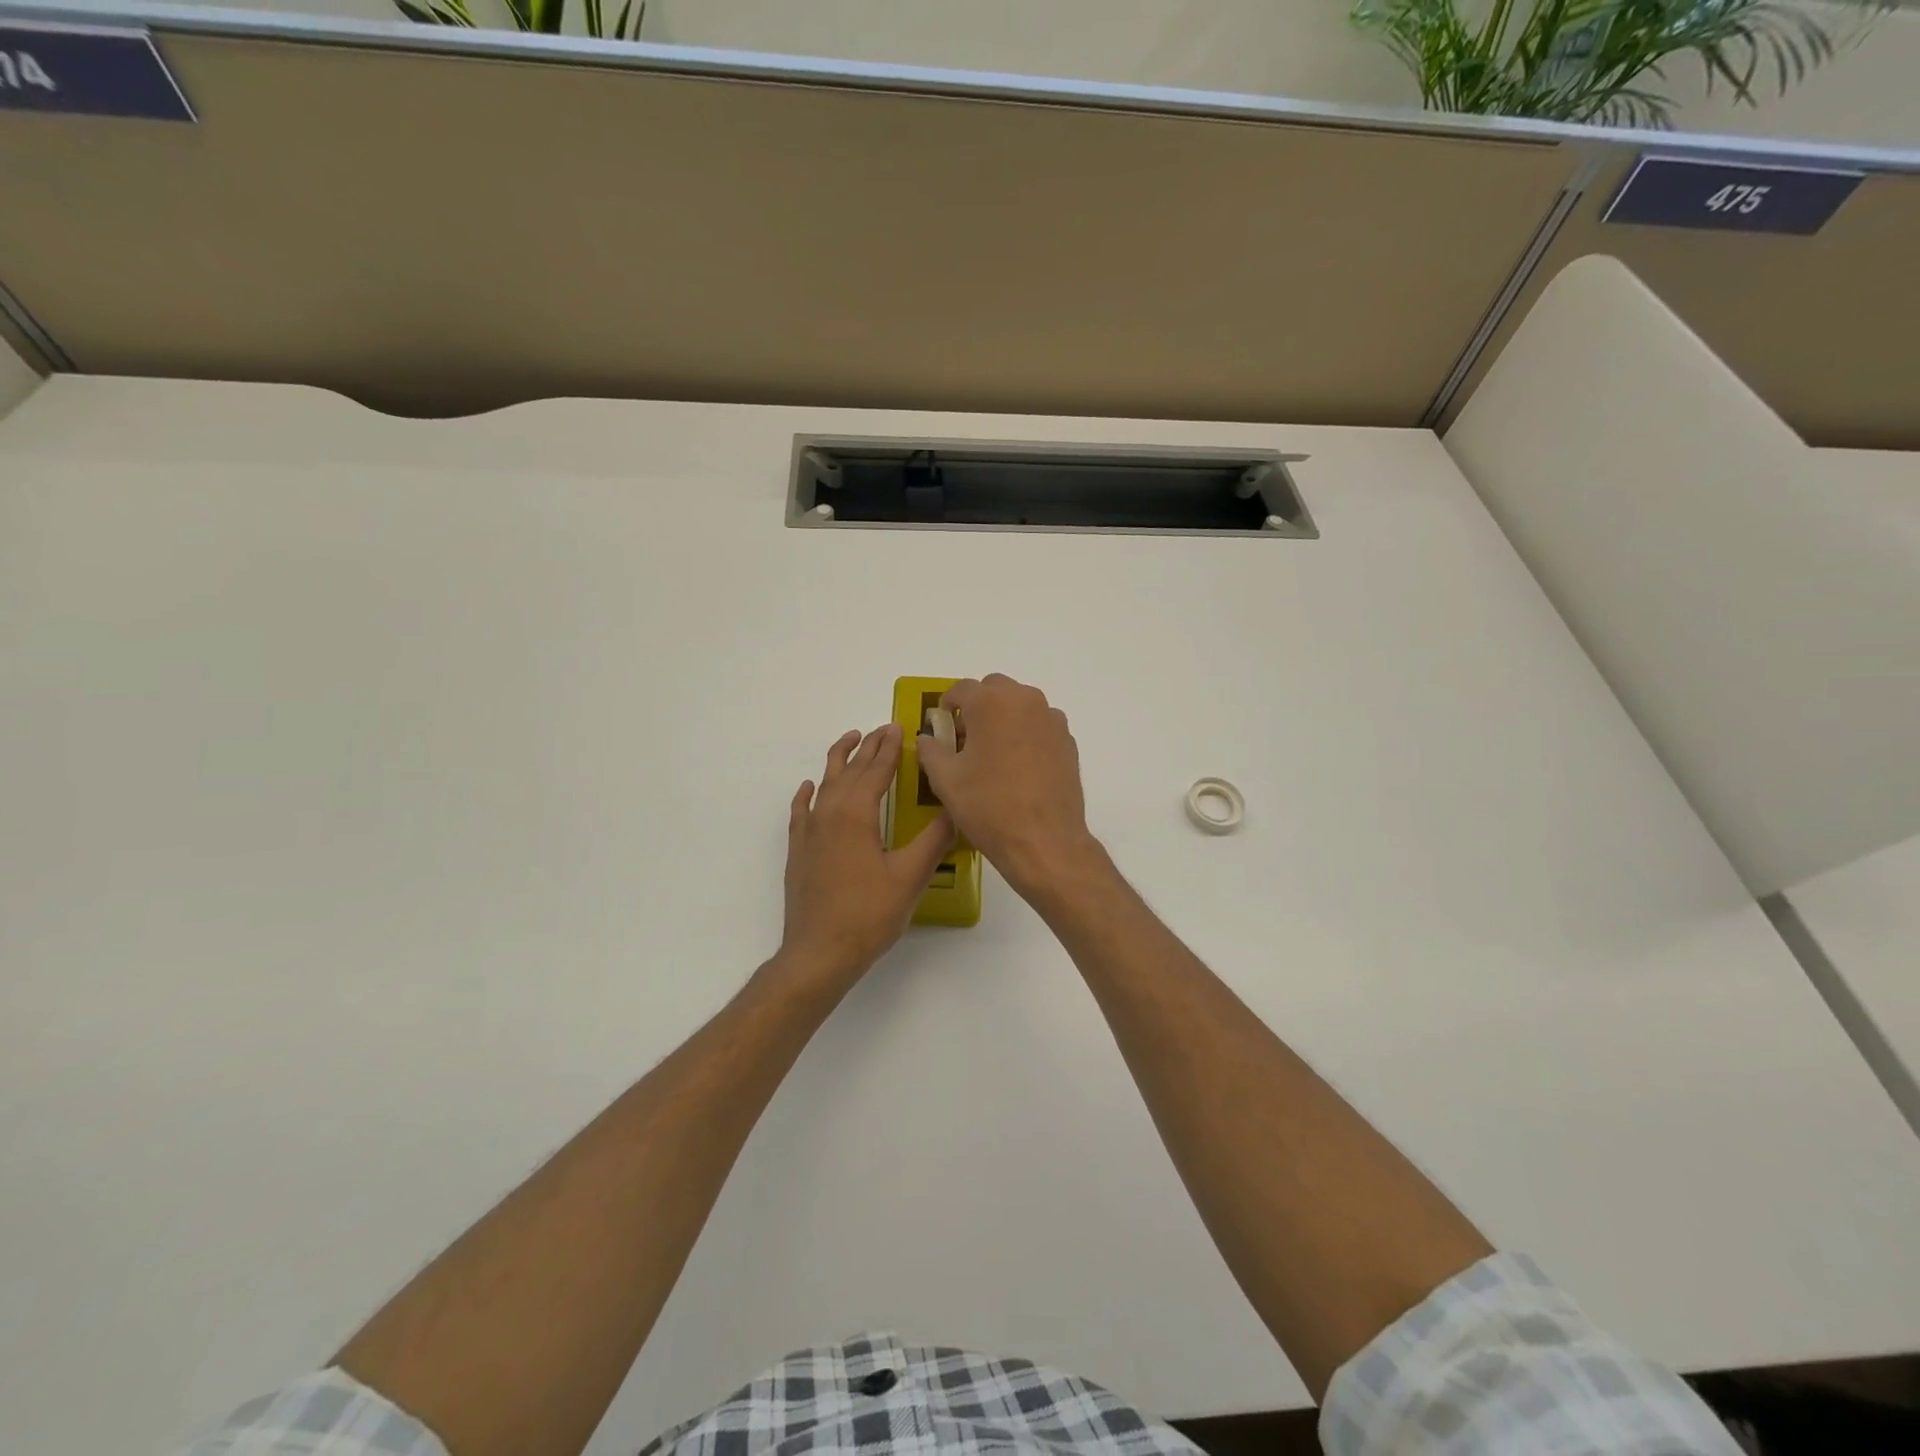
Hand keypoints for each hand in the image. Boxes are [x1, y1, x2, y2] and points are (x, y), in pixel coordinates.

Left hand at [780, 724, 955, 986]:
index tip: (900, 727)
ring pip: (824, 783)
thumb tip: (957, 809)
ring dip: (839, 760)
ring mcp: (809, 831)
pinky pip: (801, 810)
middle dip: (868, 747)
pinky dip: (807, 794)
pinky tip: (808, 787)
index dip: (890, 748)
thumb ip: (934, 839)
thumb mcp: (910, 876)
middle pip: (850, 770)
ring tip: (850, 740)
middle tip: (883, 729)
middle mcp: (829, 812)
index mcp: (856, 813)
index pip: (876, 769)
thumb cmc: (868, 914)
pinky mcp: (798, 850)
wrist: (818, 953)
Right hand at [916, 674, 1103, 902]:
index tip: (941, 728)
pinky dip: (1026, 735)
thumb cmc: (988, 806)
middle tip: (966, 739)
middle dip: (978, 707)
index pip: (961, 689)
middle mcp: (1024, 700)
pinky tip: (1019, 767)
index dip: (946, 706)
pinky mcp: (1068, 741)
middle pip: (994, 690)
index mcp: (990, 703)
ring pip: (1020, 705)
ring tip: (994, 754)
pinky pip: (1040, 726)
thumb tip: (928, 738)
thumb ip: (931, 750)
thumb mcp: (945, 779)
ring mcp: (1051, 719)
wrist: (1043, 841)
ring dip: (1004, 718)